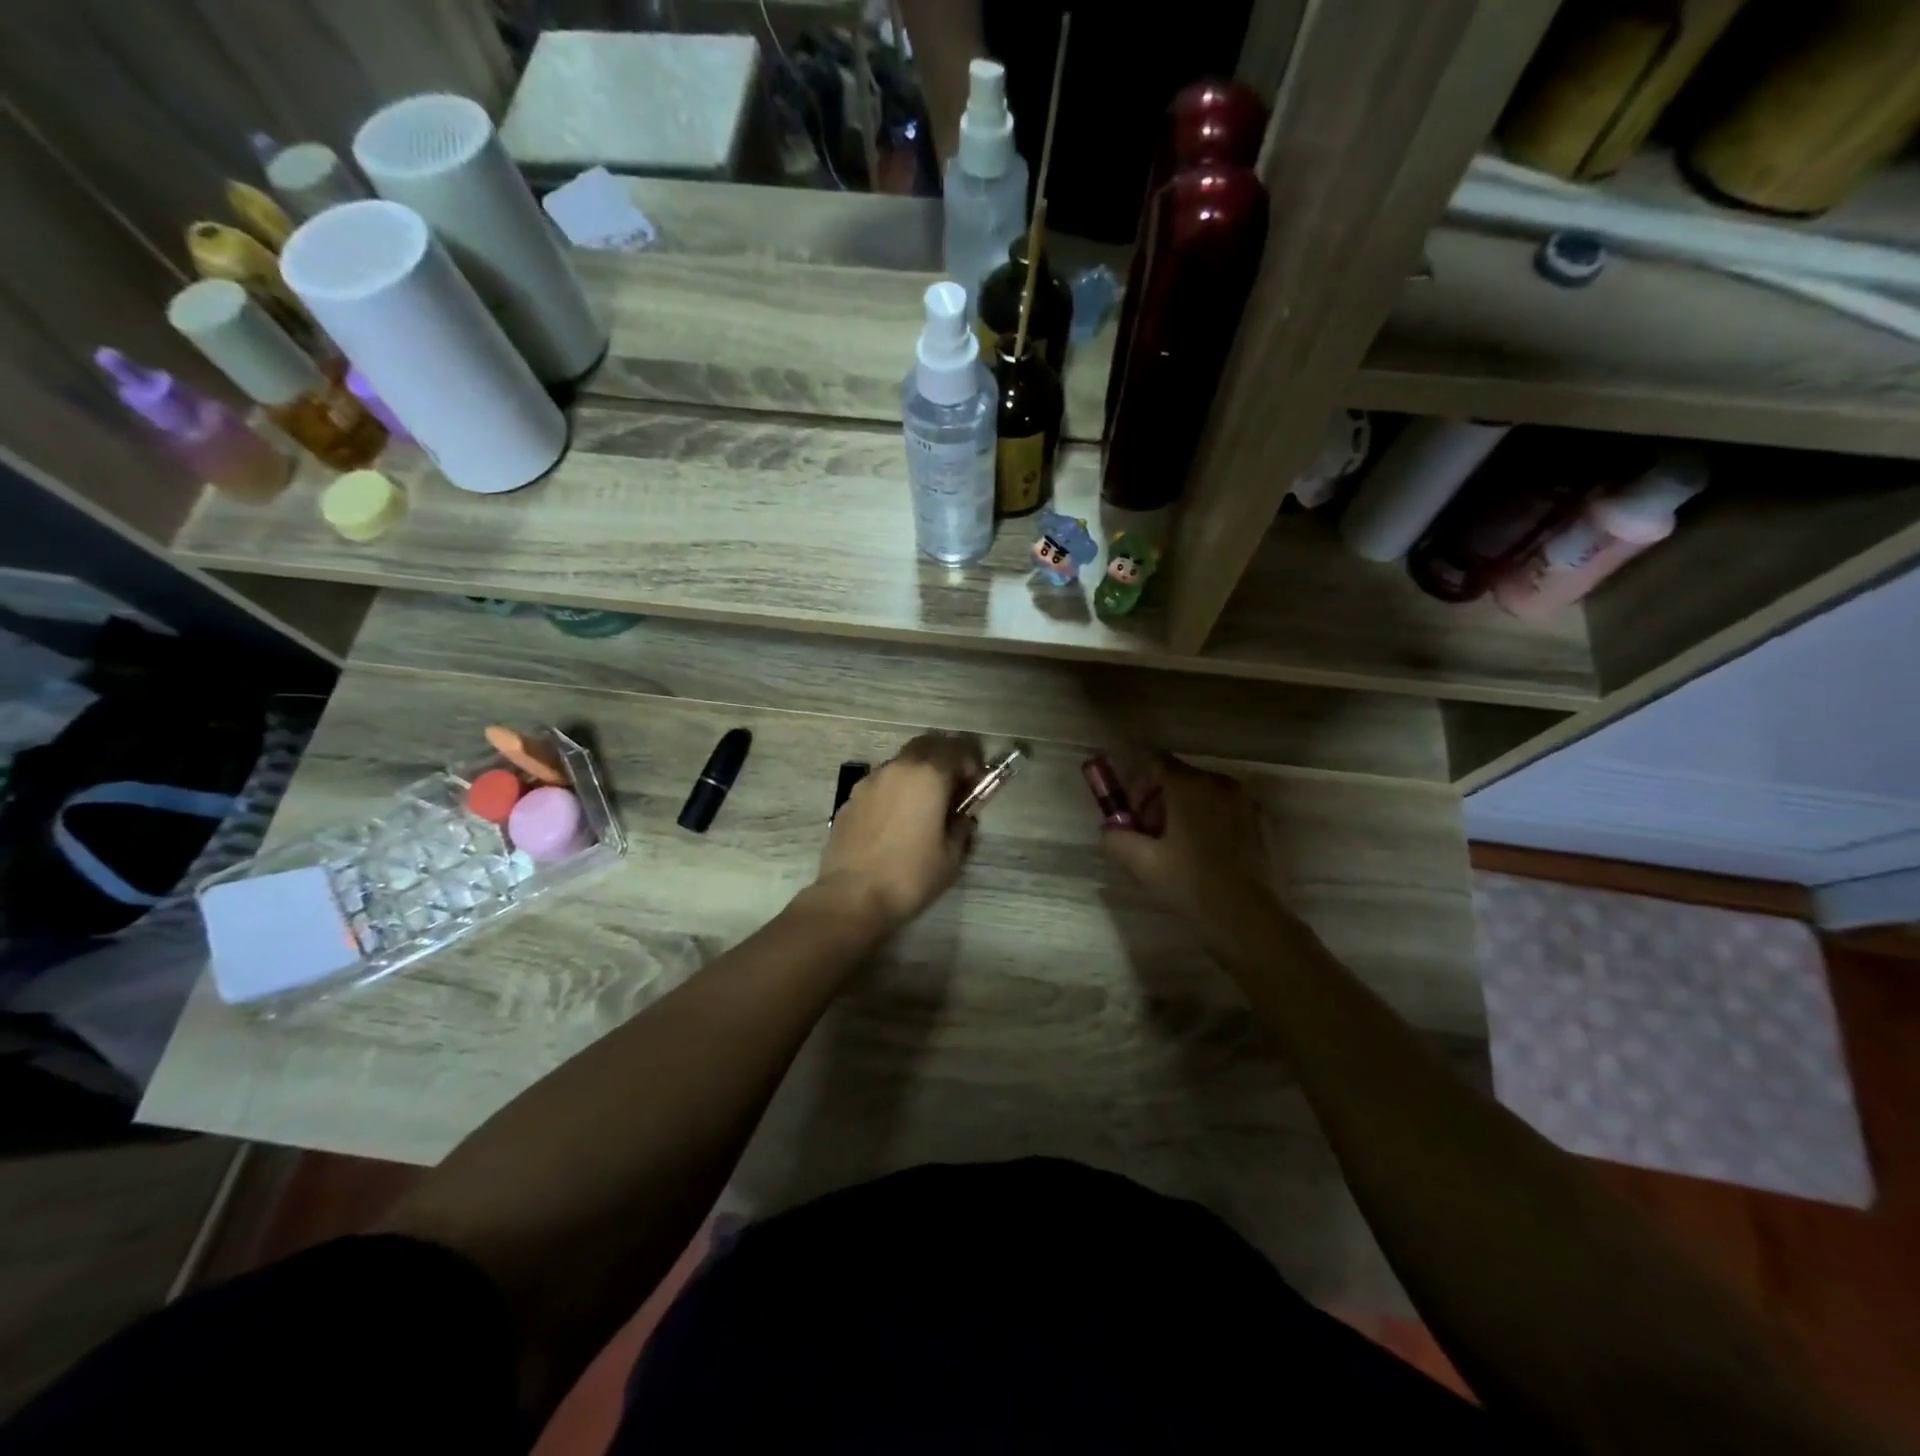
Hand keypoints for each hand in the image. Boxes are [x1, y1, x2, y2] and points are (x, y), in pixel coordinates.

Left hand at [813, 734, 983, 933]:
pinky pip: (881, 783)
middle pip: (926, 745)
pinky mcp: (851, 799)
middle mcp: (897, 768)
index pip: (956, 750)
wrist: (851, 896)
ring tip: (924, 804)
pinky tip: (896, 819)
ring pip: (901, 762)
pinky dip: (895, 790)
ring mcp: (869, 781)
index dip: (971, 763)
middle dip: (944, 758)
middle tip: (953, 785)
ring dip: (917, 772)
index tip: (976, 783)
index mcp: (928, 775)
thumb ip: (962, 828)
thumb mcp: (952, 857)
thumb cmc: (910, 876)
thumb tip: (962, 818)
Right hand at [1099, 755, 1283, 945]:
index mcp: (1190, 786)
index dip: (1138, 787)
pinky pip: (1226, 810)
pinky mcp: (1263, 821)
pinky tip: (1206, 855)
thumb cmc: (1190, 884)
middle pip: (1180, 778)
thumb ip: (1116, 838)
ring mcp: (1246, 801)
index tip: (1134, 818)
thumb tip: (1109, 830)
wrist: (1248, 917)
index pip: (1155, 764)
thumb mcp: (1142, 863)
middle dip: (1159, 802)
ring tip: (1177, 848)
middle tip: (1150, 836)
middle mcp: (1220, 783)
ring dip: (1185, 812)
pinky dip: (1210, 821)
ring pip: (1204, 794)